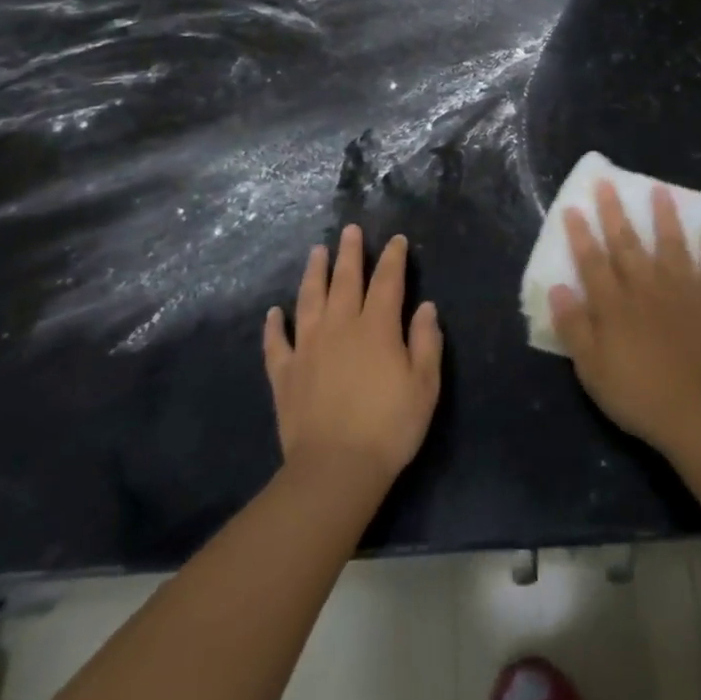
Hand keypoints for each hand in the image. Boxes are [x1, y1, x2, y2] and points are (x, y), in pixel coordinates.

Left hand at [263, 227, 442, 492]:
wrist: (335, 469)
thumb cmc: (389, 427)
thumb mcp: (425, 386)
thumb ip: (426, 342)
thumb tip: (426, 306)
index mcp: (377, 328)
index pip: (387, 282)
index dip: (393, 258)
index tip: (396, 240)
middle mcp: (340, 327)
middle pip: (345, 280)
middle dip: (350, 253)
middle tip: (350, 230)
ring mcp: (308, 348)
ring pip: (309, 300)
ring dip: (313, 273)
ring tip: (316, 251)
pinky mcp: (285, 373)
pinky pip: (276, 342)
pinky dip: (274, 325)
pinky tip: (273, 312)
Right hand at [551, 182, 700, 452]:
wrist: (697, 413)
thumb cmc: (637, 393)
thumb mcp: (591, 368)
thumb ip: (574, 326)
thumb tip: (558, 288)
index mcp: (614, 304)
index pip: (592, 261)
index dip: (580, 234)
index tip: (573, 207)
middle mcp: (647, 287)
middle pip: (627, 243)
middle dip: (615, 212)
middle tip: (607, 182)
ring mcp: (684, 291)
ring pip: (672, 245)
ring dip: (665, 216)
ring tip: (661, 190)